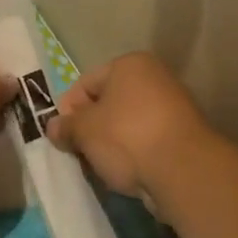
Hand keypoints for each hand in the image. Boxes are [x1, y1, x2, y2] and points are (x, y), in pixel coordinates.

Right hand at [46, 53, 214, 199]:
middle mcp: (154, 77)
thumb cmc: (126, 137)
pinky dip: (133, 153)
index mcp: (130, 65)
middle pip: (108, 103)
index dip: (68, 109)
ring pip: (126, 123)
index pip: (85, 83)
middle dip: (90, 128)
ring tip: (101, 165)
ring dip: (110, 143)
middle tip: (78, 152)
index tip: (61, 135)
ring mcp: (173, 106)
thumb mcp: (84, 131)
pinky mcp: (184, 135)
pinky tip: (125, 171)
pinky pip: (146, 140)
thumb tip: (53, 127)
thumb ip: (65, 126)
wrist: (183, 170)